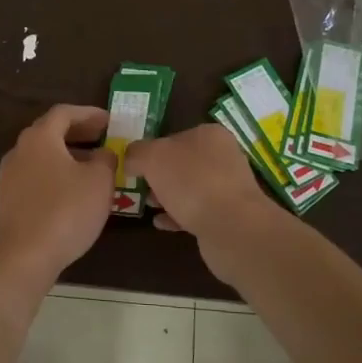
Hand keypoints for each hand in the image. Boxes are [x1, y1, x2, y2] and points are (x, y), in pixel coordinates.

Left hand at [0, 105, 115, 291]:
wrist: (22, 257)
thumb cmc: (65, 211)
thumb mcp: (99, 182)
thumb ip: (106, 159)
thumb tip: (103, 153)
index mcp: (39, 138)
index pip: (64, 113)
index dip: (89, 114)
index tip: (109, 121)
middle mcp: (19, 151)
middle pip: (50, 132)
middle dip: (78, 133)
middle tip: (102, 138)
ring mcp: (8, 177)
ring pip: (42, 157)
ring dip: (67, 156)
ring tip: (91, 167)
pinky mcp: (6, 201)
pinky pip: (35, 177)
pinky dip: (55, 176)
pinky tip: (71, 193)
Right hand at [122, 123, 276, 246]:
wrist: (231, 227)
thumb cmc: (191, 182)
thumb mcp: (153, 157)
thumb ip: (137, 153)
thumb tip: (130, 159)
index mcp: (209, 135)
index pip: (175, 136)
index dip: (153, 149)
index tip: (135, 164)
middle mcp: (223, 157)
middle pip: (183, 163)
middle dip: (159, 175)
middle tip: (139, 186)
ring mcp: (227, 187)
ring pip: (189, 188)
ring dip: (167, 196)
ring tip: (147, 205)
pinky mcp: (227, 215)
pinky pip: (196, 212)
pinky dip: (177, 216)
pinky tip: (160, 223)